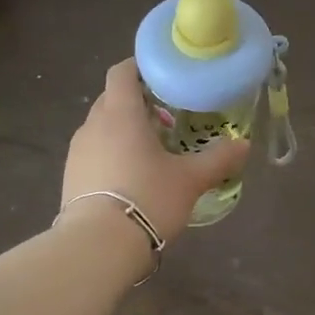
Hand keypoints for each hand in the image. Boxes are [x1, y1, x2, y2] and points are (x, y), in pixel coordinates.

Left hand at [62, 59, 250, 241]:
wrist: (97, 247)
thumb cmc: (148, 198)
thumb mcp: (190, 179)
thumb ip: (218, 158)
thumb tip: (244, 144)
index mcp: (120, 113)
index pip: (122, 72)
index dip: (140, 66)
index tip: (163, 73)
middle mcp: (93, 125)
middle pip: (112, 99)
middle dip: (138, 101)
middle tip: (169, 114)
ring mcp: (77, 152)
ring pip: (102, 127)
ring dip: (125, 130)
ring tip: (154, 147)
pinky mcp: (70, 178)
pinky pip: (94, 152)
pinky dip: (112, 153)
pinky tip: (133, 176)